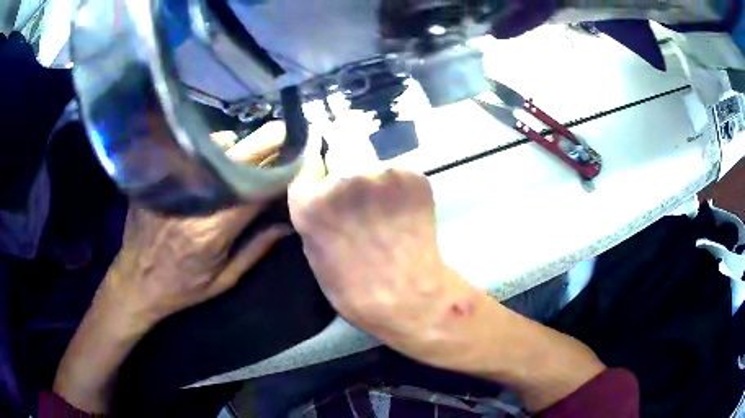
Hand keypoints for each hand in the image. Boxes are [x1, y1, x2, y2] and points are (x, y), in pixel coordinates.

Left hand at [53, 124, 292, 413]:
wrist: (136, 282)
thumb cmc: (181, 287)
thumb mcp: (222, 280)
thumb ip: (255, 250)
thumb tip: (287, 226)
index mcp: (213, 230)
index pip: (256, 190)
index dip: (280, 173)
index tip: (298, 161)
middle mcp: (196, 200)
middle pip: (238, 161)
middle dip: (266, 144)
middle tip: (285, 132)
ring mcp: (175, 185)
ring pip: (214, 149)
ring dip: (238, 146)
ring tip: (249, 150)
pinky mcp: (159, 178)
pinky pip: (191, 151)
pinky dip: (210, 149)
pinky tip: (215, 155)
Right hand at [289, 169, 473, 350]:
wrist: (410, 298)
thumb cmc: (357, 289)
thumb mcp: (316, 255)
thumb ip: (314, 216)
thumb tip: (319, 196)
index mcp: (312, 203)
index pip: (308, 165)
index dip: (318, 175)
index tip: (326, 183)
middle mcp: (343, 178)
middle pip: (340, 159)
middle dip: (347, 177)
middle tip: (362, 205)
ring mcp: (382, 174)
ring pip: (373, 165)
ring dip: (376, 183)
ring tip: (387, 211)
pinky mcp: (413, 175)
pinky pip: (400, 174)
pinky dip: (401, 188)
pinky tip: (406, 211)